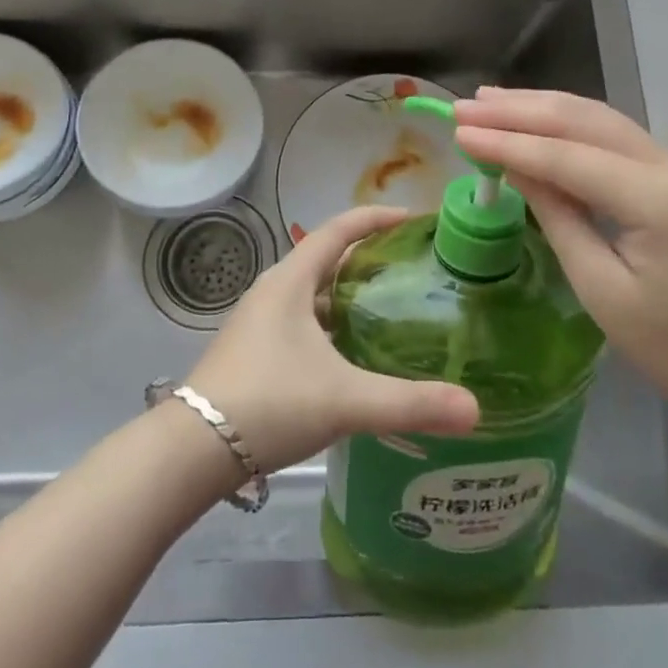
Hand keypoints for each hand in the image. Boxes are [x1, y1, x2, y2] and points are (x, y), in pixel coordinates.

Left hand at [186, 206, 479, 475]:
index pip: (338, 229)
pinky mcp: (255, 351)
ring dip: (349, 298)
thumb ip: (409, 403)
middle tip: (412, 271)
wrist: (192, 449)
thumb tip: (475, 409)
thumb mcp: (344, 400)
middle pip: (327, 260)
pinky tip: (353, 359)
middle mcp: (274, 291)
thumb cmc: (269, 402)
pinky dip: (332, 328)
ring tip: (391, 313)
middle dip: (369, 260)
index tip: (414, 219)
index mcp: (291, 281)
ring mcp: (260, 322)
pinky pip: (303, 324)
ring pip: (314, 296)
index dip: (376, 218)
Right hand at [453, 88, 667, 432]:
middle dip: (519, 110)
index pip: (564, 155)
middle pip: (583, 120)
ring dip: (543, 107)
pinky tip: (540, 121)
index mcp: (657, 196)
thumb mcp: (603, 290)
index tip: (457, 131)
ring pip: (600, 119)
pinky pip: (615, 137)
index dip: (506, 142)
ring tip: (491, 102)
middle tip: (465, 106)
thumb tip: (514, 167)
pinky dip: (570, 125)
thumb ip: (558, 217)